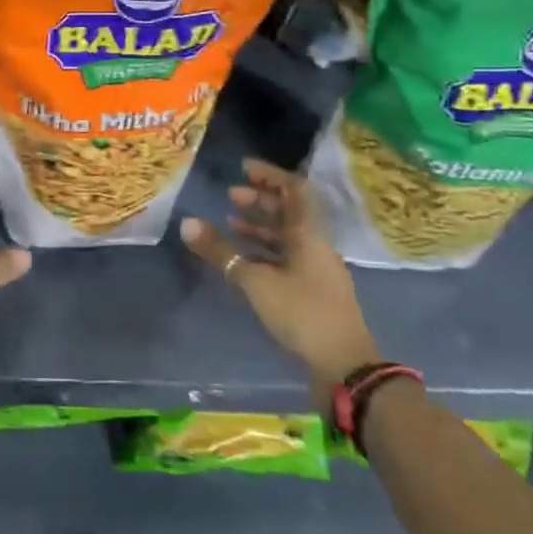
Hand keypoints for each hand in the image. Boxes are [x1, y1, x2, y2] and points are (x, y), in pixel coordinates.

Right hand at [179, 158, 379, 383]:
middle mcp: (315, 246)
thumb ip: (221, 252)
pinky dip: (264, 251)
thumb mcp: (256, 281)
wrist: (345, 366)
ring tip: (230, 223)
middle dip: (260, 200)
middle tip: (230, 197)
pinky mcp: (313, 292)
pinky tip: (244, 259)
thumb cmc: (302, 313)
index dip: (270, 175)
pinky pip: (286, 258)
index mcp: (308, 235)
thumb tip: (187, 223)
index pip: (294, 190)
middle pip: (290, 212)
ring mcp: (316, 270)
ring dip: (260, 226)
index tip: (244, 167)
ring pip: (287, 236)